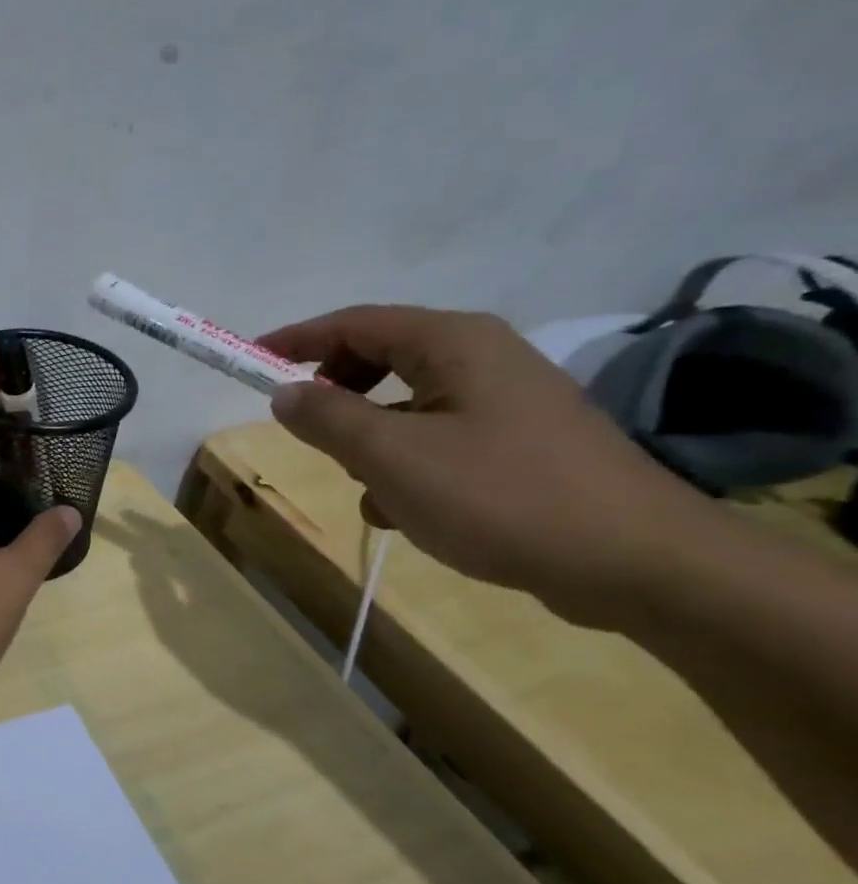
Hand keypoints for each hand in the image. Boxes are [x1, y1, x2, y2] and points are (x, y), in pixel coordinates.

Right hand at [258, 306, 710, 627]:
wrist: (632, 561)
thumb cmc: (499, 495)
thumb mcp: (391, 456)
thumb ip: (327, 418)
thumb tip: (284, 392)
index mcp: (454, 344)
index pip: (356, 322)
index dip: (297, 339)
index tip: (250, 362)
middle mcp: (482, 358)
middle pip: (381, 358)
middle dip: (335, 393)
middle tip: (305, 429)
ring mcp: (505, 401)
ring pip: (405, 404)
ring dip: (369, 439)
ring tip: (364, 486)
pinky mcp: (518, 443)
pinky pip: (435, 437)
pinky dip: (405, 464)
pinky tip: (406, 510)